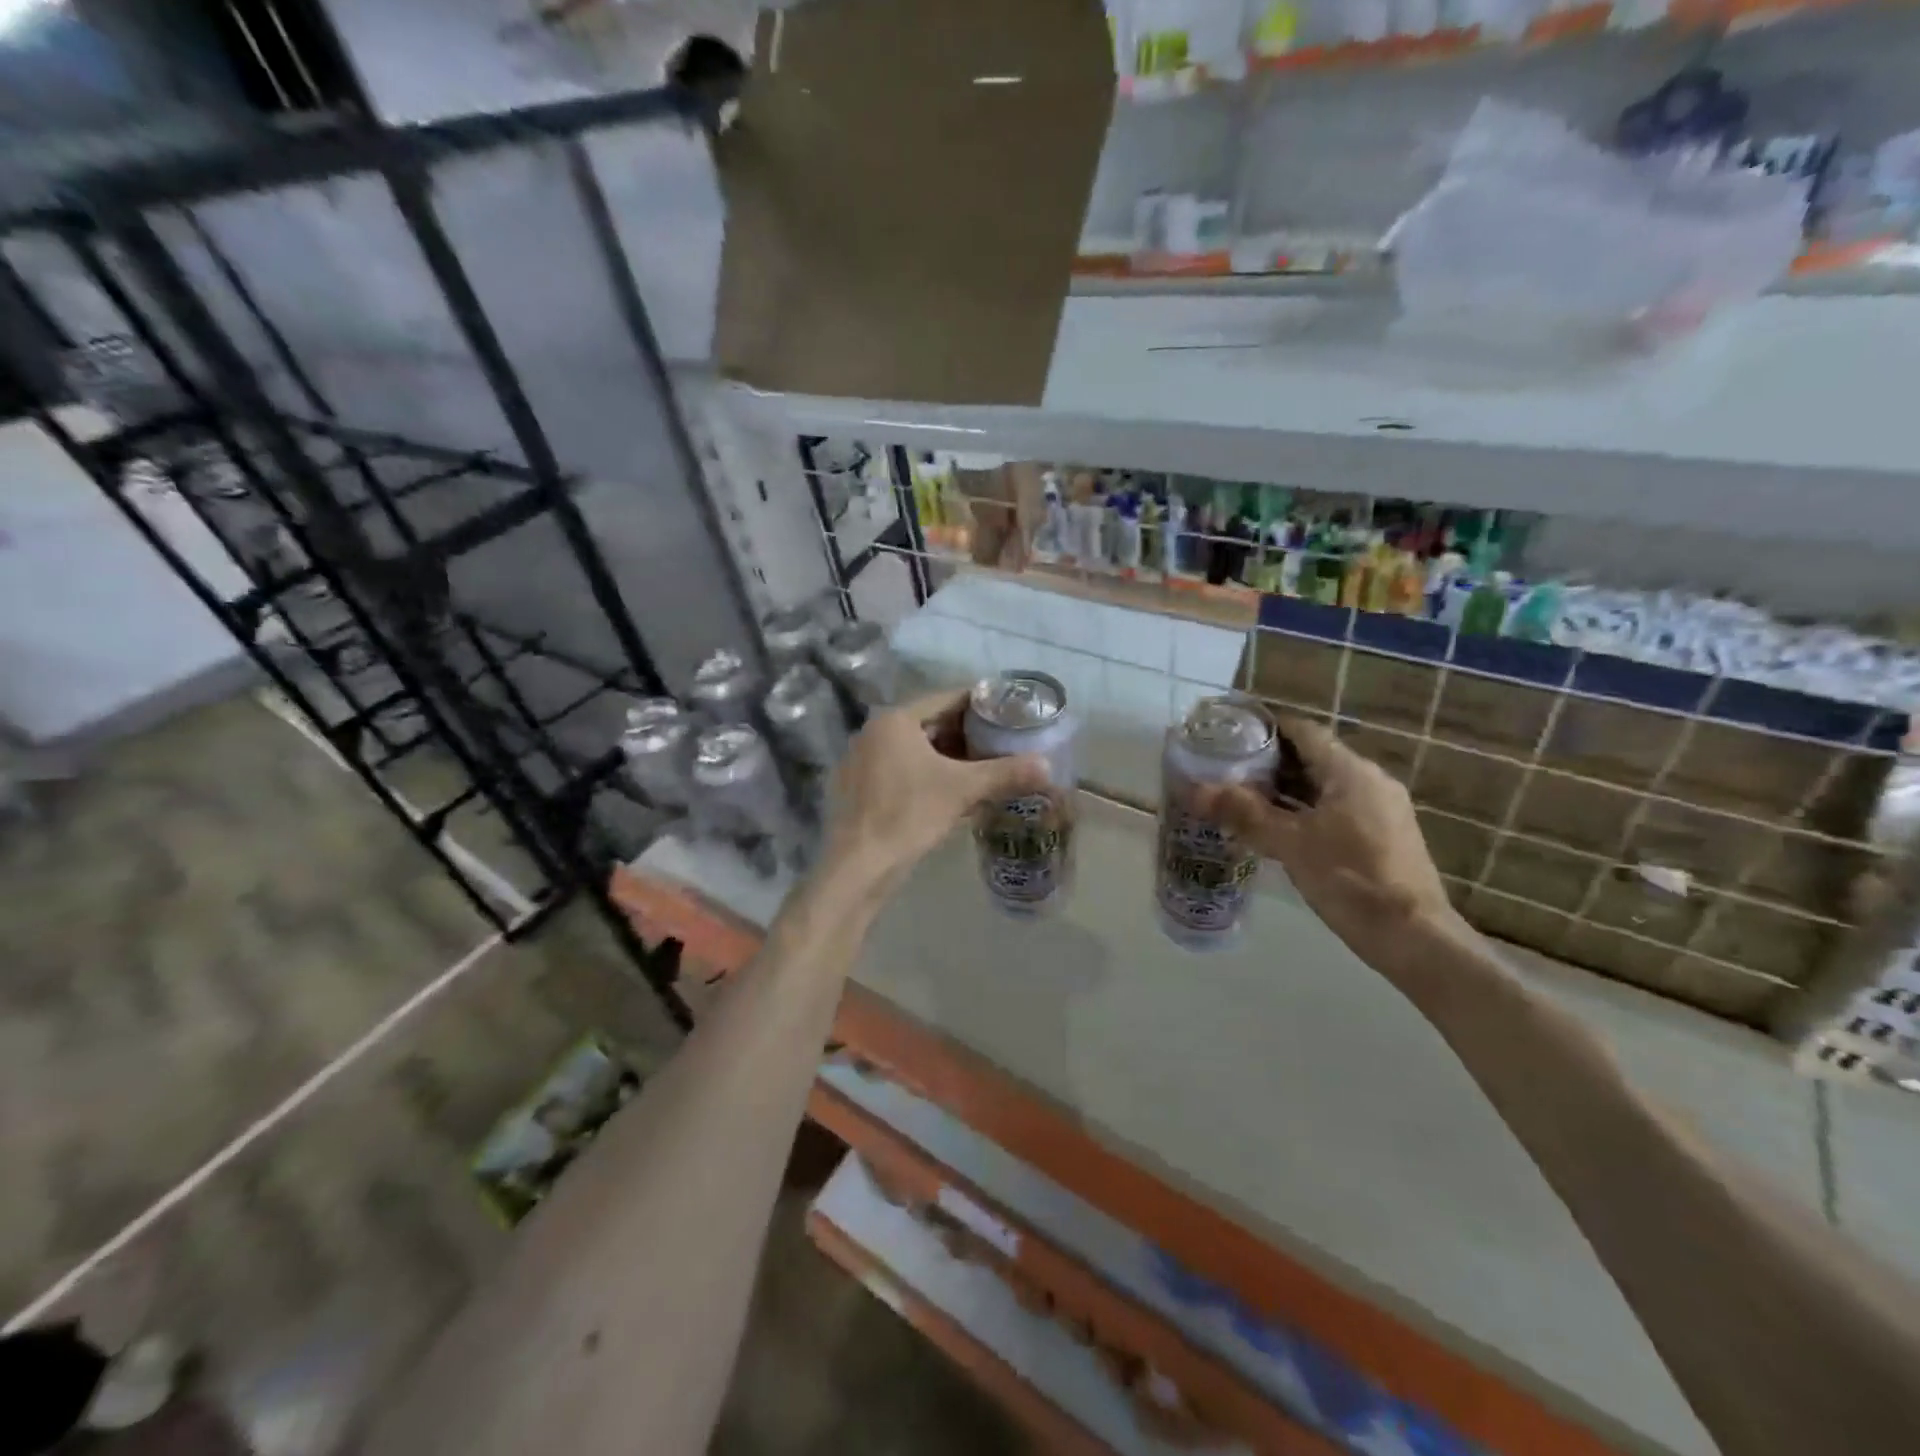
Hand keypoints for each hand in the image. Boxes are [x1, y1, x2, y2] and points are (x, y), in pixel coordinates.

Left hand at [822, 688, 1046, 901]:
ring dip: (949, 757)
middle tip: (1002, 742)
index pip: (946, 699)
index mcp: (895, 720)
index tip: (1009, 712)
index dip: (981, 705)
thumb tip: (1048, 766)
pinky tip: (953, 792)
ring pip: (917, 750)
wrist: (860, 865)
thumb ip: (1006, 773)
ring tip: (984, 767)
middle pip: (931, 724)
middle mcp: (874, 733)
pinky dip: (929, 775)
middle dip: (967, 734)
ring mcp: (863, 761)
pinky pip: (902, 770)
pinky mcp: (861, 788)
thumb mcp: (962, 790)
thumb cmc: (909, 814)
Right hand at [1195, 716, 1458, 958]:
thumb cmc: (1349, 878)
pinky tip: (1279, 828)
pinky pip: (1337, 808)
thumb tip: (1193, 790)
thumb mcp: (1289, 843)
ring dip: (1286, 789)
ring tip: (1243, 799)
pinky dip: (1306, 810)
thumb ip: (1242, 812)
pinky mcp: (1384, 836)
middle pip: (1314, 757)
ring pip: (1325, 786)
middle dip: (1270, 763)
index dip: (1267, 728)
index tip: (1230, 734)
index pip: (1304, 731)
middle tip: (1227, 770)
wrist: (1412, 936)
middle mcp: (1370, 780)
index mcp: (1351, 771)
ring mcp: (1381, 809)